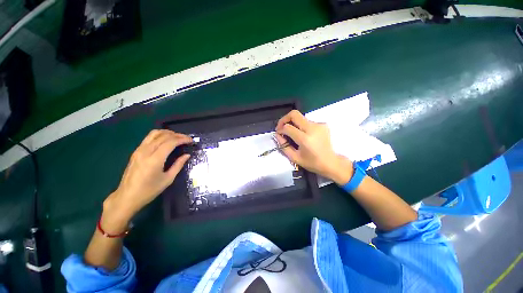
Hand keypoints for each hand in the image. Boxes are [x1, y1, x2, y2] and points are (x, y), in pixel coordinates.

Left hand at [103, 130, 192, 229]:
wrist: (127, 197)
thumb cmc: (149, 190)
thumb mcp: (168, 179)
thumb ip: (178, 165)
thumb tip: (187, 155)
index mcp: (154, 159)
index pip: (170, 142)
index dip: (182, 139)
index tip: (191, 140)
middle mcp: (145, 151)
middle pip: (163, 136)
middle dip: (177, 135)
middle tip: (186, 138)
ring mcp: (139, 150)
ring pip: (154, 133)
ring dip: (167, 133)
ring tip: (177, 137)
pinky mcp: (136, 151)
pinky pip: (149, 138)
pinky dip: (160, 136)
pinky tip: (166, 140)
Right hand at [275, 110, 352, 184]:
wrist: (331, 162)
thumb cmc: (312, 163)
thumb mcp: (294, 158)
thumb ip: (284, 145)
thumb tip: (277, 135)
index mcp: (305, 139)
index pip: (288, 127)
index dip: (280, 129)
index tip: (278, 133)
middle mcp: (312, 128)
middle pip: (294, 114)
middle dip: (284, 119)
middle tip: (281, 127)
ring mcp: (319, 125)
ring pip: (300, 118)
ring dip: (293, 123)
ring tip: (292, 133)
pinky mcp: (323, 124)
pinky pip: (307, 121)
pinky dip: (301, 126)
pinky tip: (303, 135)